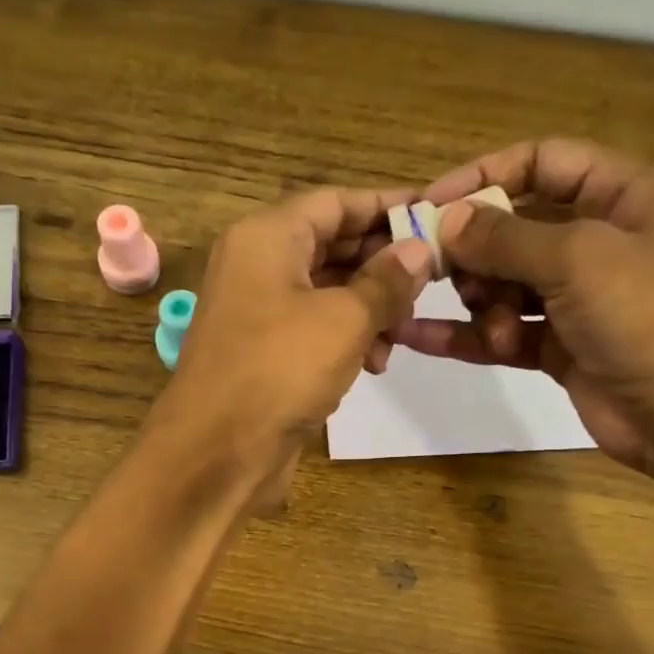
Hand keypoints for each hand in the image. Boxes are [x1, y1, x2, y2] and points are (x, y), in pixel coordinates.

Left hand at [159, 186, 433, 485]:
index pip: (335, 202)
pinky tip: (376, 363)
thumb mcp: (344, 319)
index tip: (435, 216)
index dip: (386, 206)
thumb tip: (419, 249)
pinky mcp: (264, 353)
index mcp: (266, 237)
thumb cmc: (281, 369)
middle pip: (331, 245)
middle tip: (431, 281)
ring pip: (326, 291)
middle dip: (382, 264)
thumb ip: (386, 281)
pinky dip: (347, 338)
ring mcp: (257, 311)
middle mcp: (256, 265)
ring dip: (370, 307)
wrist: (218, 451)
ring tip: (404, 332)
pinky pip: (313, 329)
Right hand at [397, 138, 653, 486]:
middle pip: (515, 227)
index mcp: (623, 195)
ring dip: (482, 302)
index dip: (484, 176)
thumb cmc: (648, 315)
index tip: (430, 205)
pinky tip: (420, 337)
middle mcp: (600, 240)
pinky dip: (467, 335)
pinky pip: (503, 330)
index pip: (542, 162)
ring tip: (491, 328)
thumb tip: (445, 221)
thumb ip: (505, 237)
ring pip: (506, 283)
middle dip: (475, 250)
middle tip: (437, 271)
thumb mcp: (578, 258)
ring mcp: (578, 298)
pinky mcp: (559, 347)